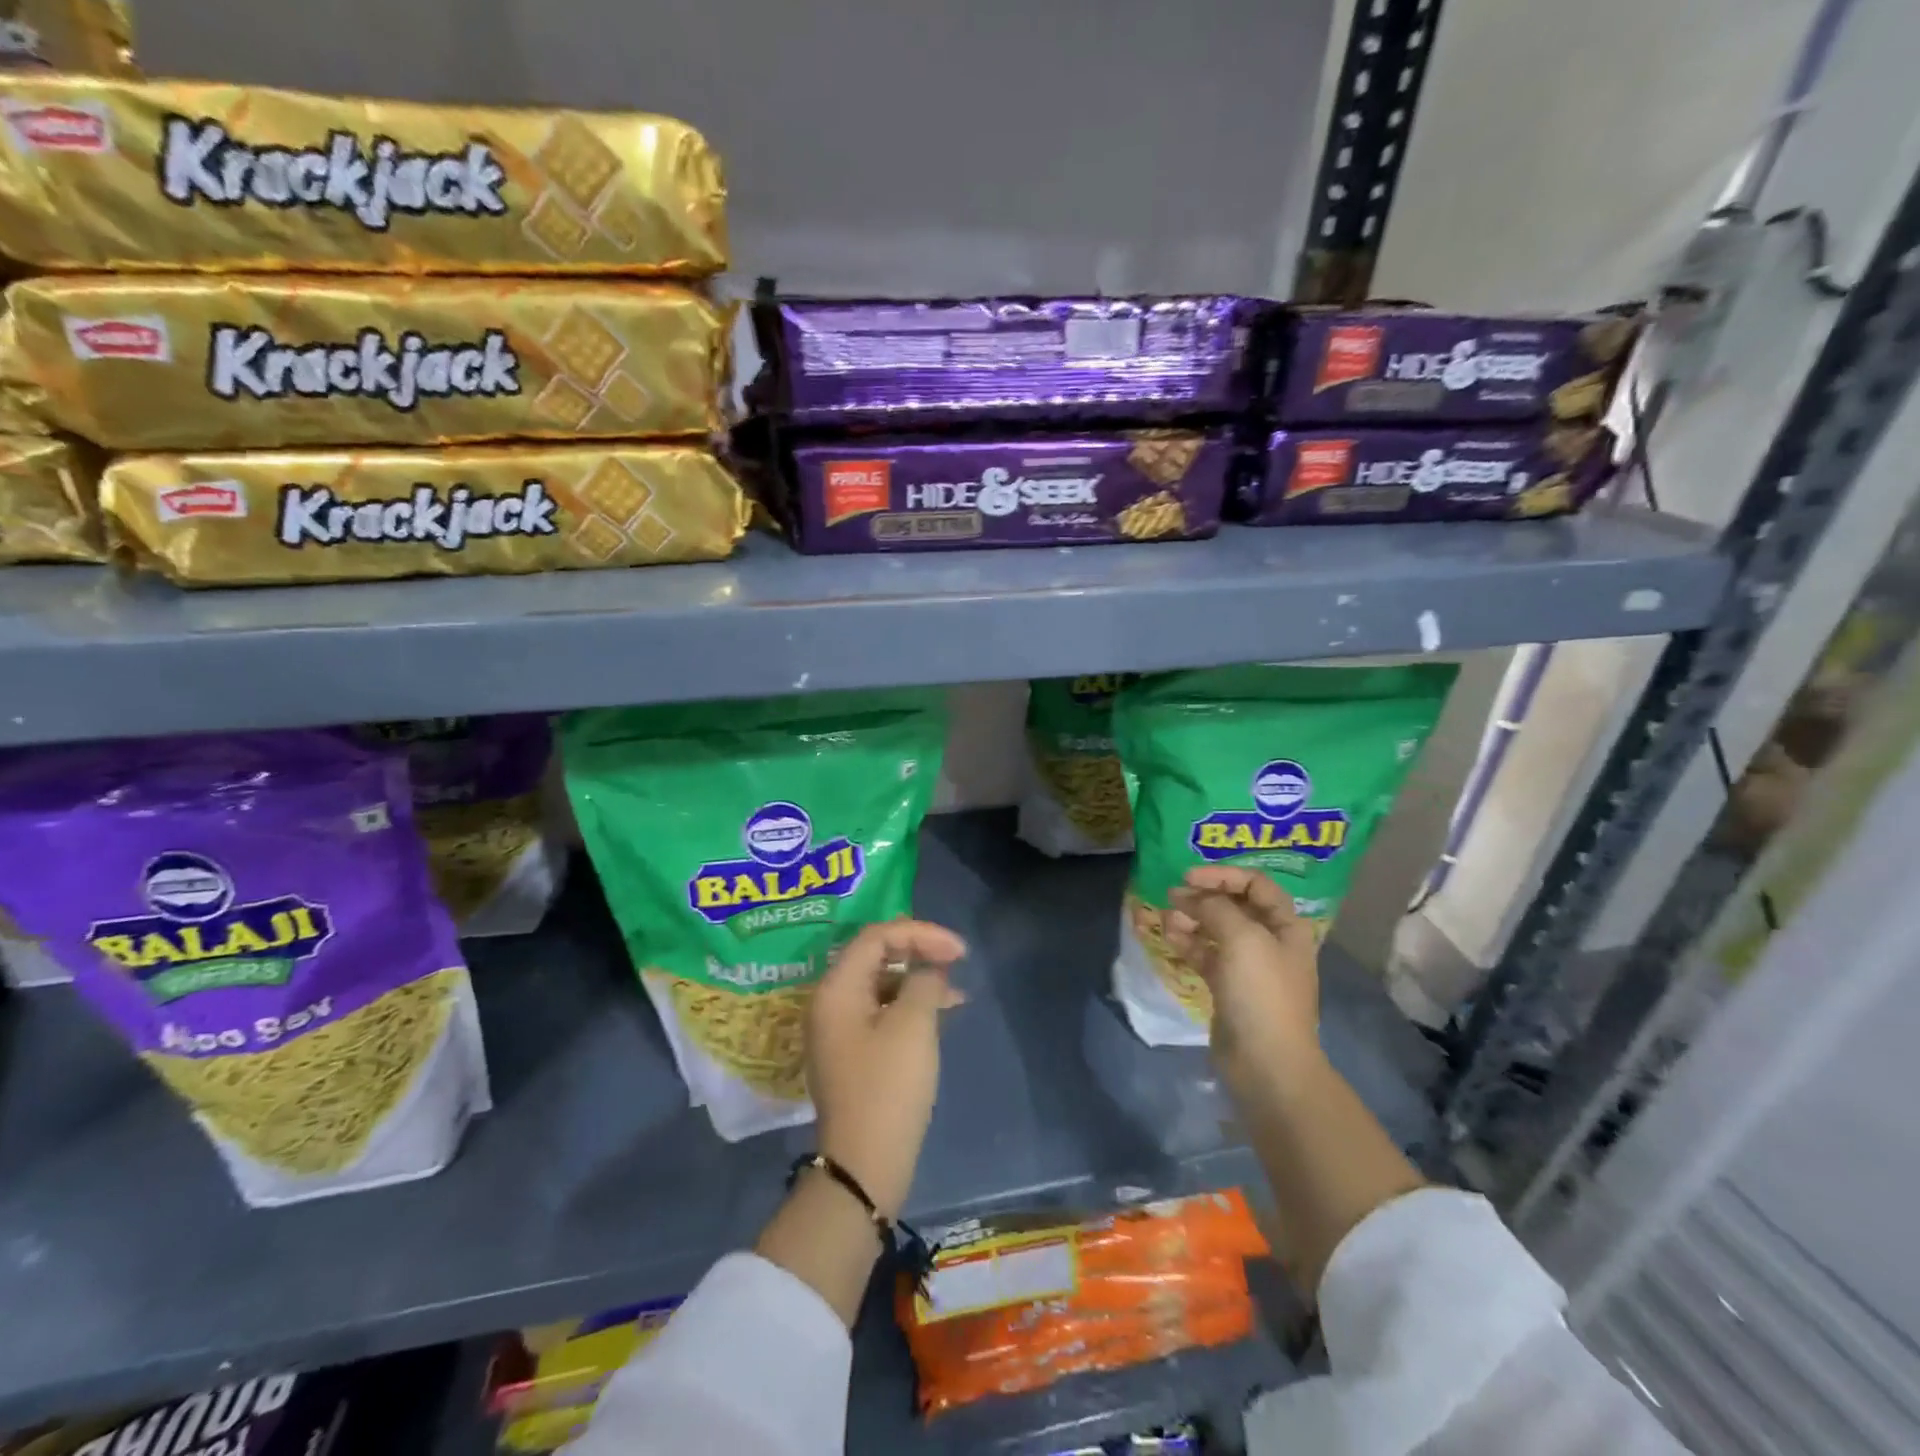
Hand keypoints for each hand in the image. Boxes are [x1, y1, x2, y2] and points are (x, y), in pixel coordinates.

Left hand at [806, 918, 967, 1219]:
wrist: (865, 1165)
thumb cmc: (889, 1087)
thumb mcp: (913, 1025)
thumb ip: (923, 981)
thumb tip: (928, 969)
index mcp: (837, 988)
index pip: (877, 936)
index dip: (920, 933)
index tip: (958, 949)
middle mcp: (831, 1002)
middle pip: (876, 956)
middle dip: (919, 952)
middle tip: (957, 961)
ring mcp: (839, 1029)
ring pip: (881, 984)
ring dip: (918, 980)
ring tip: (956, 991)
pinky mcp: (853, 1053)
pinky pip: (882, 1011)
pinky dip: (910, 1006)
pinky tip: (941, 1014)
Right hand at [1165, 866, 1321, 1092]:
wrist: (1265, 1062)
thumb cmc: (1261, 992)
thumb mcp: (1242, 938)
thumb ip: (1215, 908)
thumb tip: (1189, 896)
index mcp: (1286, 927)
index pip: (1256, 884)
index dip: (1223, 875)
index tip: (1189, 876)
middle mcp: (1270, 942)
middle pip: (1235, 906)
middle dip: (1203, 897)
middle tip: (1172, 895)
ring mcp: (1248, 966)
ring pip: (1216, 930)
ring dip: (1191, 918)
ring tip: (1166, 916)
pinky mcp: (1228, 987)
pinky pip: (1206, 954)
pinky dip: (1187, 942)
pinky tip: (1167, 934)